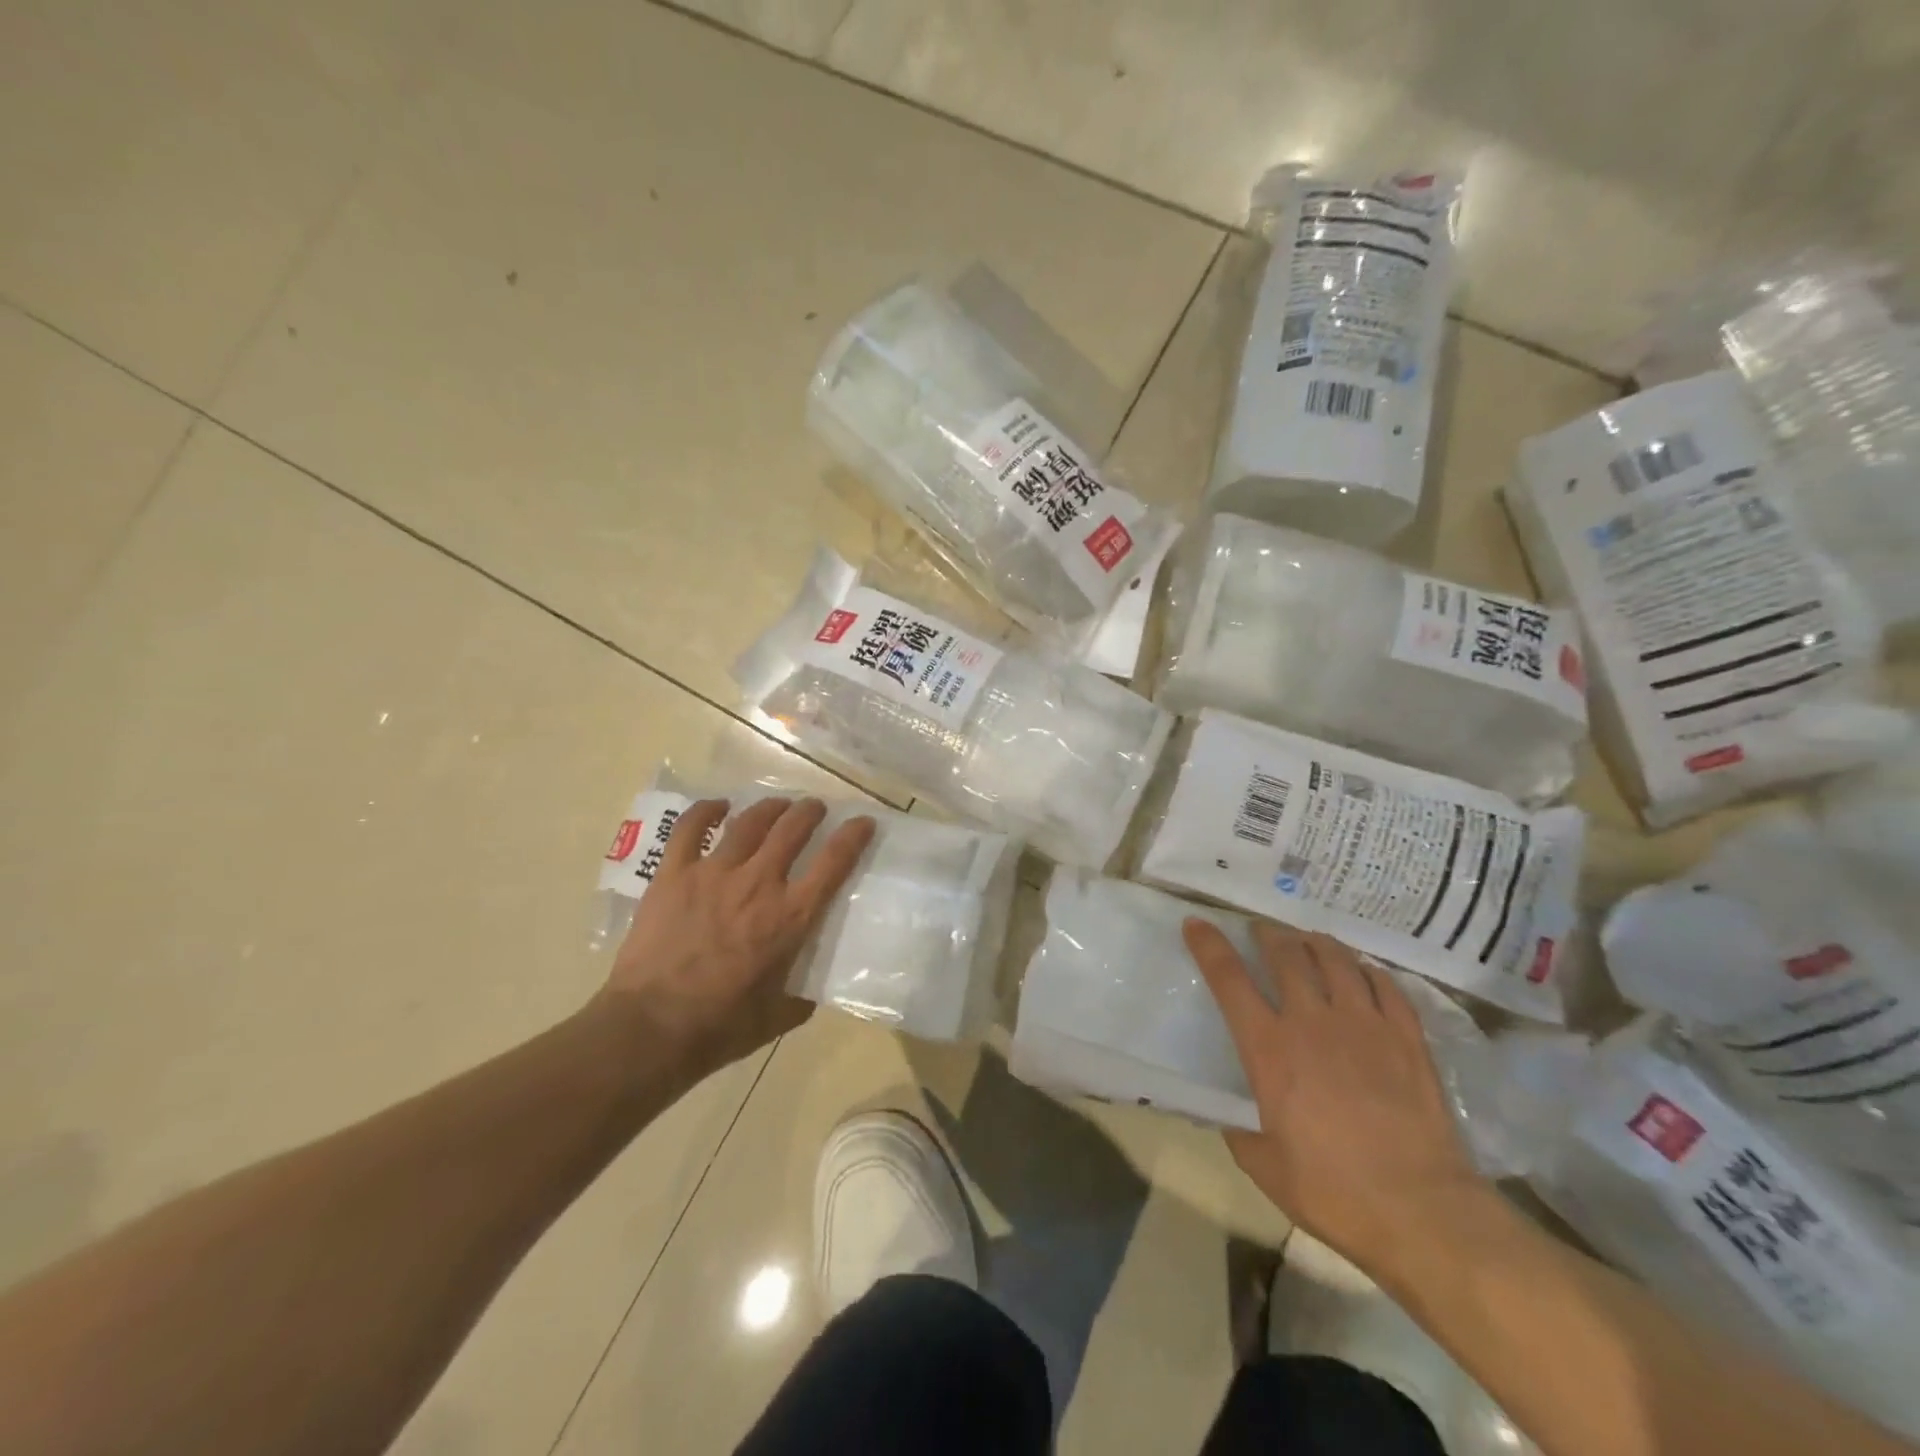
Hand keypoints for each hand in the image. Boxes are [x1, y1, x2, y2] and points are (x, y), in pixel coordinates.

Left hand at [602, 797, 875, 1079]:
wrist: (651, 1027)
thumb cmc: (720, 1027)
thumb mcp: (778, 1017)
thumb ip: (800, 996)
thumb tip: (808, 989)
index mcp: (790, 916)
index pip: (834, 862)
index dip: (853, 836)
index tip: (863, 823)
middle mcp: (759, 883)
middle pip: (793, 829)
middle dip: (810, 812)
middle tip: (815, 809)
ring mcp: (714, 873)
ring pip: (750, 822)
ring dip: (770, 808)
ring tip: (778, 805)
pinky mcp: (674, 874)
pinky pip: (691, 828)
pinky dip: (707, 811)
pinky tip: (718, 806)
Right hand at [1184, 919, 1484, 1265]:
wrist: (1421, 1211)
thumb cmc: (1333, 1192)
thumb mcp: (1264, 1166)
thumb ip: (1241, 1131)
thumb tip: (1233, 1116)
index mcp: (1269, 1048)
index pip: (1229, 979)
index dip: (1209, 946)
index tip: (1197, 923)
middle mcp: (1313, 1022)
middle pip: (1285, 955)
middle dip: (1267, 934)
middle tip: (1261, 930)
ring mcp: (1365, 1024)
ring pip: (1336, 959)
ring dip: (1315, 943)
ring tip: (1307, 941)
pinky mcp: (1408, 1038)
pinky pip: (1385, 985)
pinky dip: (1367, 970)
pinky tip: (1364, 972)